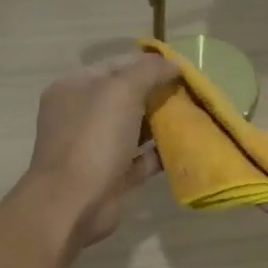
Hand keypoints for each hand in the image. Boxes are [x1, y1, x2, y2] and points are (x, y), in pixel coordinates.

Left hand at [22, 52, 177, 246]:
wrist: (72, 204)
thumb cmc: (93, 139)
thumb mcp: (121, 91)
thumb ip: (148, 71)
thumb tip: (173, 64)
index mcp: (74, 88)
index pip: (116, 65)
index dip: (148, 64)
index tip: (182, 69)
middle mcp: (82, 115)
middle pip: (127, 96)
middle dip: (159, 93)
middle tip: (193, 94)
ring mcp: (95, 147)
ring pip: (135, 128)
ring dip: (163, 123)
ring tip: (195, 117)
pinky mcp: (112, 176)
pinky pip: (141, 158)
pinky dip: (161, 152)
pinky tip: (188, 146)